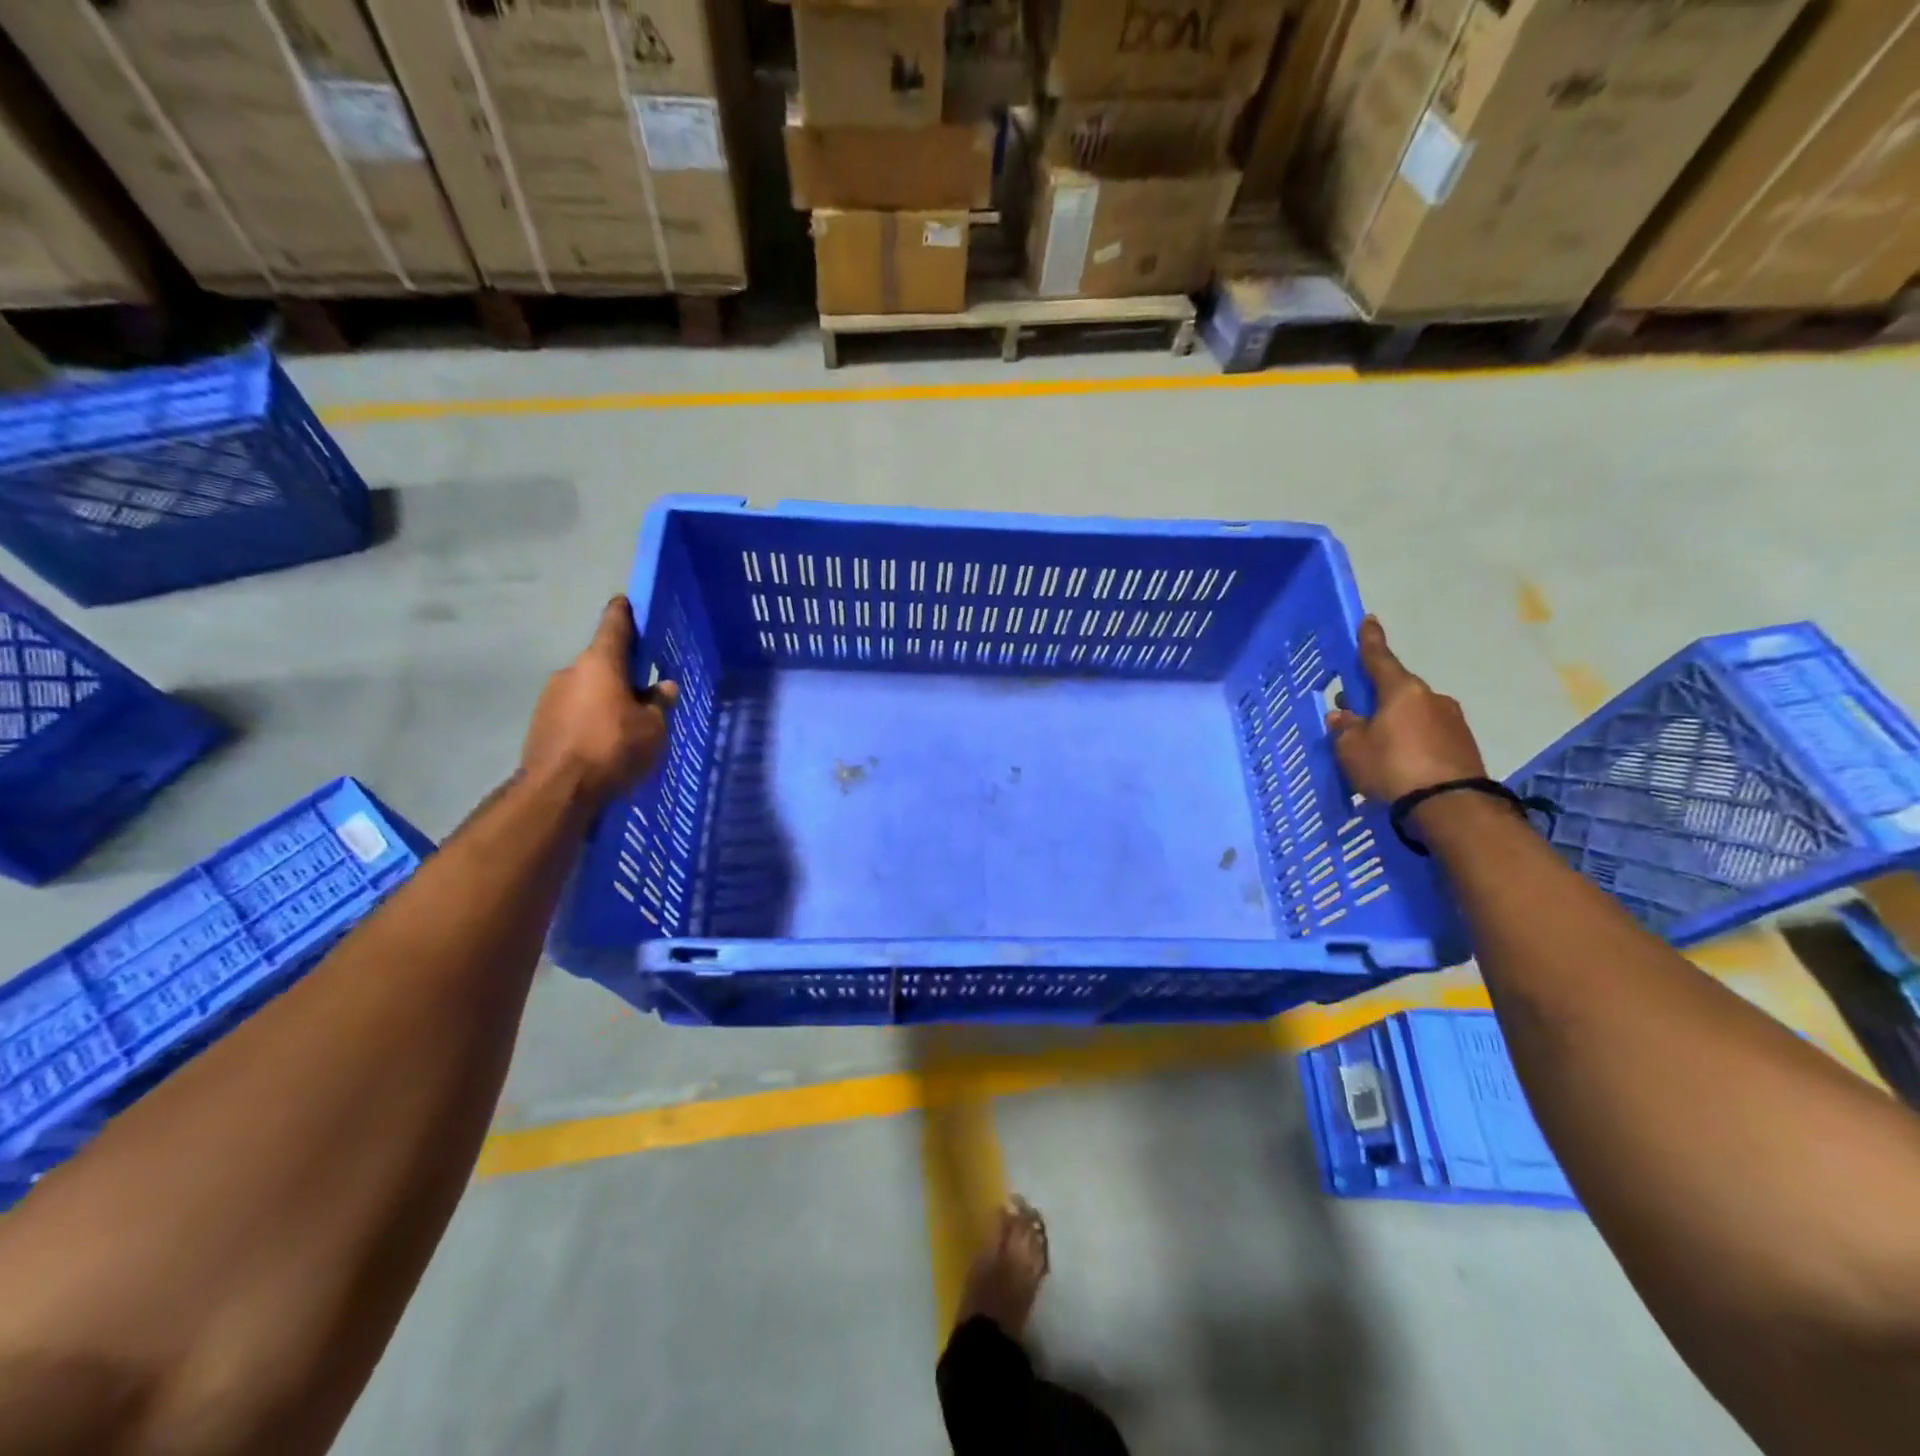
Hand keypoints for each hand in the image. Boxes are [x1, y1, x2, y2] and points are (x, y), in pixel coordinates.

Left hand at [522, 597, 676, 805]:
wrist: (558, 791)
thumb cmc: (613, 748)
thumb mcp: (653, 728)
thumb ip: (659, 704)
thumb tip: (664, 687)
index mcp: (601, 662)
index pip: (615, 623)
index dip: (626, 612)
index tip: (631, 604)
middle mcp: (571, 671)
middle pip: (602, 662)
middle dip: (622, 673)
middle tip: (646, 691)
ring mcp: (550, 697)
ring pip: (587, 689)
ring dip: (605, 699)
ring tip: (626, 726)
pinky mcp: (541, 724)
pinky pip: (573, 713)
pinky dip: (590, 721)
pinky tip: (604, 744)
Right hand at [1325, 616, 1485, 803]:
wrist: (1450, 805)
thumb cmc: (1392, 767)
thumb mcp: (1353, 750)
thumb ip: (1345, 729)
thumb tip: (1341, 717)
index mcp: (1401, 691)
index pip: (1379, 659)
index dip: (1370, 641)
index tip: (1368, 621)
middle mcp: (1430, 698)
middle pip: (1396, 690)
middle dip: (1375, 697)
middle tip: (1353, 709)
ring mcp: (1452, 721)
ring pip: (1412, 713)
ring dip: (1393, 721)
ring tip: (1374, 743)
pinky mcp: (1463, 745)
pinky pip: (1427, 734)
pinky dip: (1410, 740)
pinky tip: (1397, 759)